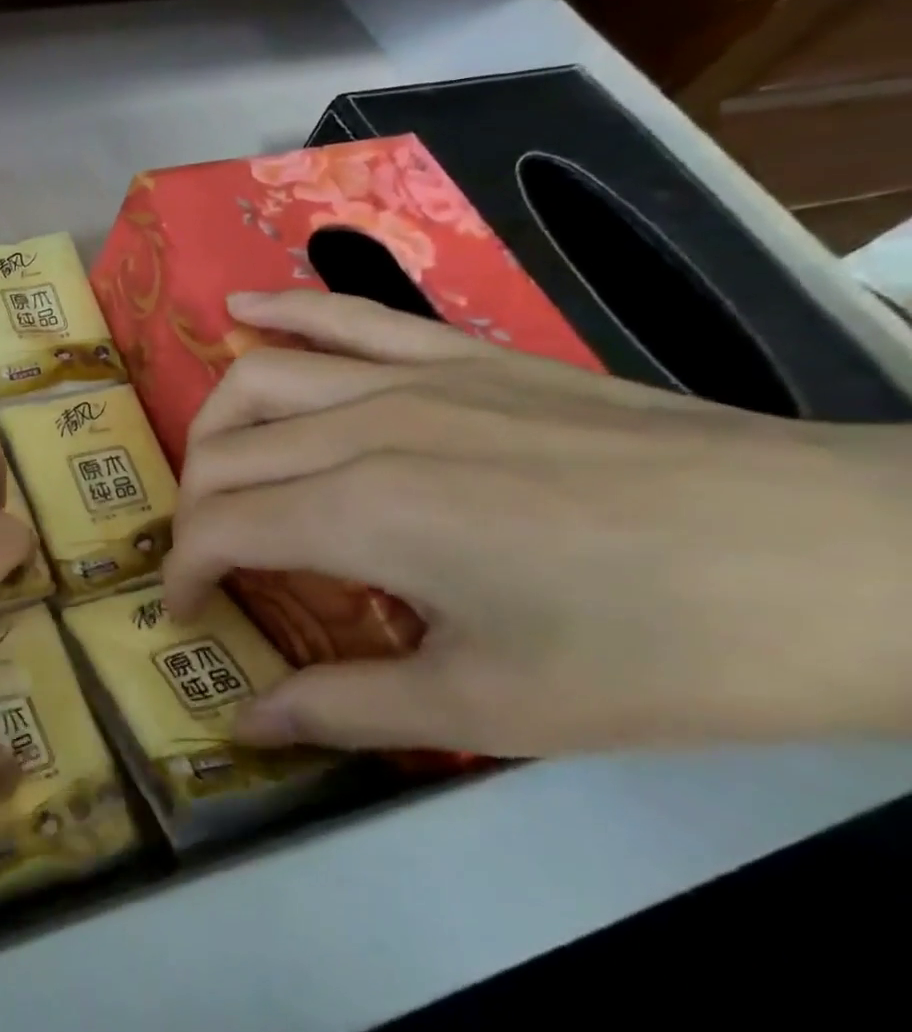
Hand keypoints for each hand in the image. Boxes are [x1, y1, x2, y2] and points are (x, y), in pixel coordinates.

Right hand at [163, 290, 911, 755]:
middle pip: (224, 453)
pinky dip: (281, 310)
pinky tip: (238, 313)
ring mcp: (412, 376)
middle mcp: (363, 426)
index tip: (189, 615)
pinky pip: (346, 314)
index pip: (219, 528)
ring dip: (213, 426)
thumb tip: (245, 722)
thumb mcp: (492, 708)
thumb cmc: (662, 650)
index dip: (186, 573)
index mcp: (363, 512)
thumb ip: (345, 708)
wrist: (845, 559)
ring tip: (212, 470)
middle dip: (191, 512)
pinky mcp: (462, 354)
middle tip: (208, 562)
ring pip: (259, 378)